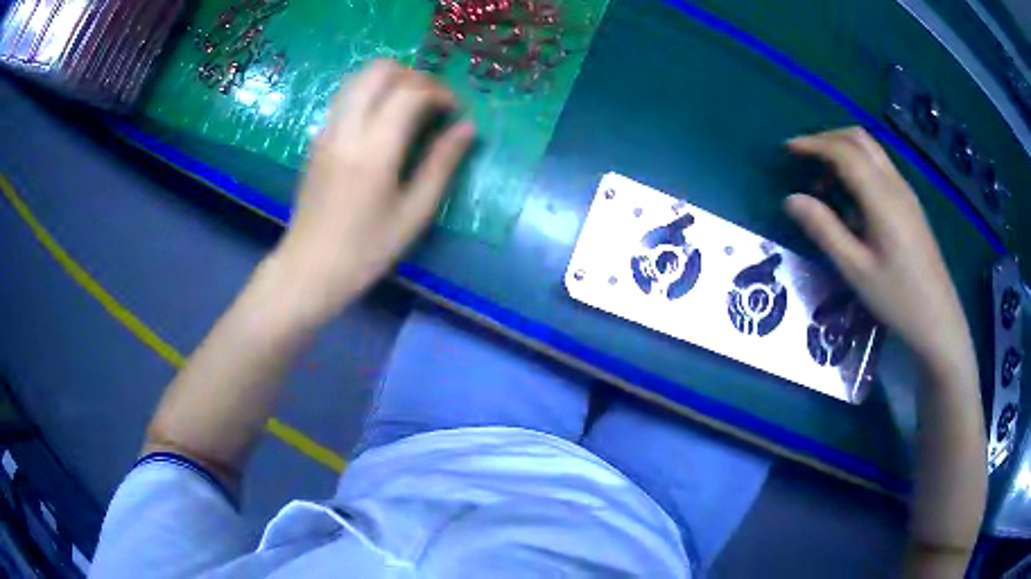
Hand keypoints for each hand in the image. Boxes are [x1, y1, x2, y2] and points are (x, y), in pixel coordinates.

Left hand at [268, 60, 474, 326]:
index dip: (440, 92)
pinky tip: (384, 122)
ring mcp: (327, 130)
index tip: (455, 112)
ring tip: (411, 107)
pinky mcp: (317, 138)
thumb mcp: (414, 213)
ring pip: (359, 77)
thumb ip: (442, 164)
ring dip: (391, 80)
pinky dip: (371, 94)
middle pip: (380, 70)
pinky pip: (347, 96)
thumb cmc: (366, 250)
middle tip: (433, 102)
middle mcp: (346, 129)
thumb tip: (467, 128)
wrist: (309, 268)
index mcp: (373, 150)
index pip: (410, 92)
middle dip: (414, 76)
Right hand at [784, 128, 970, 362]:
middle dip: (827, 139)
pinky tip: (850, 196)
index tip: (787, 149)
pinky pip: (880, 167)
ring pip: (871, 150)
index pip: (844, 152)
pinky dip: (858, 165)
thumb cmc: (897, 298)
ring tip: (823, 179)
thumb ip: (824, 230)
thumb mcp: (856, 270)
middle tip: (803, 157)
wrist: (939, 319)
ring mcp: (906, 192)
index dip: (813, 144)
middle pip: (859, 139)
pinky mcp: (910, 203)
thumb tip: (790, 199)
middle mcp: (895, 184)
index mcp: (882, 198)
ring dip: (843, 150)